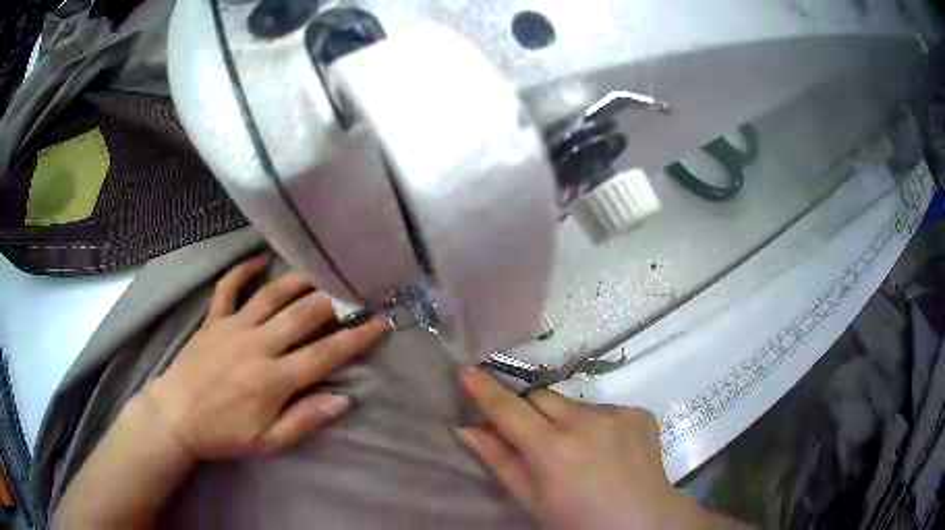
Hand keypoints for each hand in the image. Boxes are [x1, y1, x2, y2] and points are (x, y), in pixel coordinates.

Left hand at [144, 255, 388, 459]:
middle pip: (303, 315)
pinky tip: (258, 260)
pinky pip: (228, 288)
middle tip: (355, 289)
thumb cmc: (224, 433)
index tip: (380, 322)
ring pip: (271, 295)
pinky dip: (242, 271)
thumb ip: (305, 419)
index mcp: (274, 379)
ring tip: (320, 270)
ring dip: (298, 279)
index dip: (356, 337)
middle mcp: (257, 345)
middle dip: (334, 301)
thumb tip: (342, 399)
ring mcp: (233, 327)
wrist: (176, 417)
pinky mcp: (213, 320)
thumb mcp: (268, 442)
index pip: (324, 354)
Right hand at [457, 367, 732, 529]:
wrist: (642, 520)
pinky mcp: (639, 412)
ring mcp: (617, 413)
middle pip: (541, 397)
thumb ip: (500, 461)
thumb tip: (468, 429)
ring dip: (566, 421)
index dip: (484, 390)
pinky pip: (605, 409)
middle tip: (536, 440)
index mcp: (553, 449)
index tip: (465, 370)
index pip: (508, 409)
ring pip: (574, 404)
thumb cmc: (579, 520)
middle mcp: (585, 422)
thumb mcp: (533, 499)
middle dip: (530, 412)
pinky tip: (608, 450)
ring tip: (580, 453)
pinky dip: (597, 425)